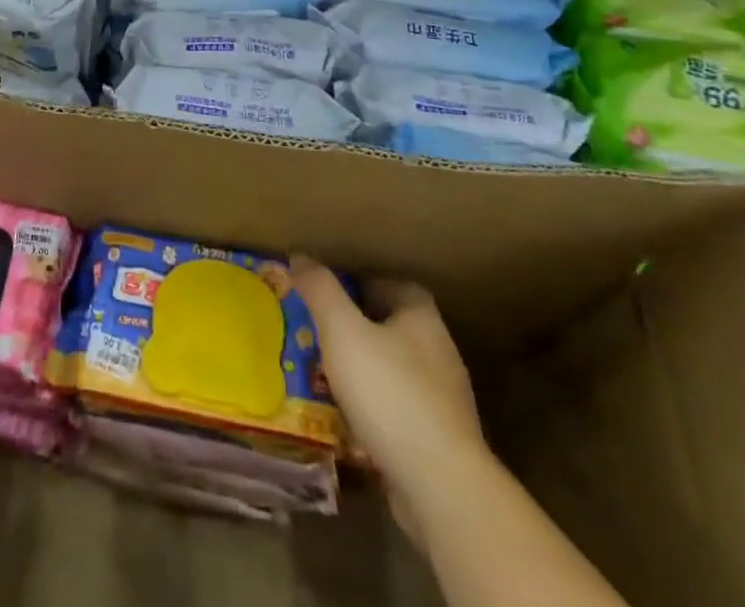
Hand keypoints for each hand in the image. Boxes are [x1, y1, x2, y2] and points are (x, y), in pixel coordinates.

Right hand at [293, 259, 483, 532]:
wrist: (440, 486)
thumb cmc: (389, 392)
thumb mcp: (342, 330)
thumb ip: (320, 290)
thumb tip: (300, 257)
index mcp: (423, 319)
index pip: (395, 285)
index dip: (363, 282)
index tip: (330, 290)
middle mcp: (439, 353)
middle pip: (395, 328)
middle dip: (359, 327)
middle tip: (319, 331)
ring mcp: (444, 402)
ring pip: (396, 372)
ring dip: (366, 371)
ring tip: (326, 375)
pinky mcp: (440, 443)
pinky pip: (400, 412)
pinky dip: (375, 410)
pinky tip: (349, 420)